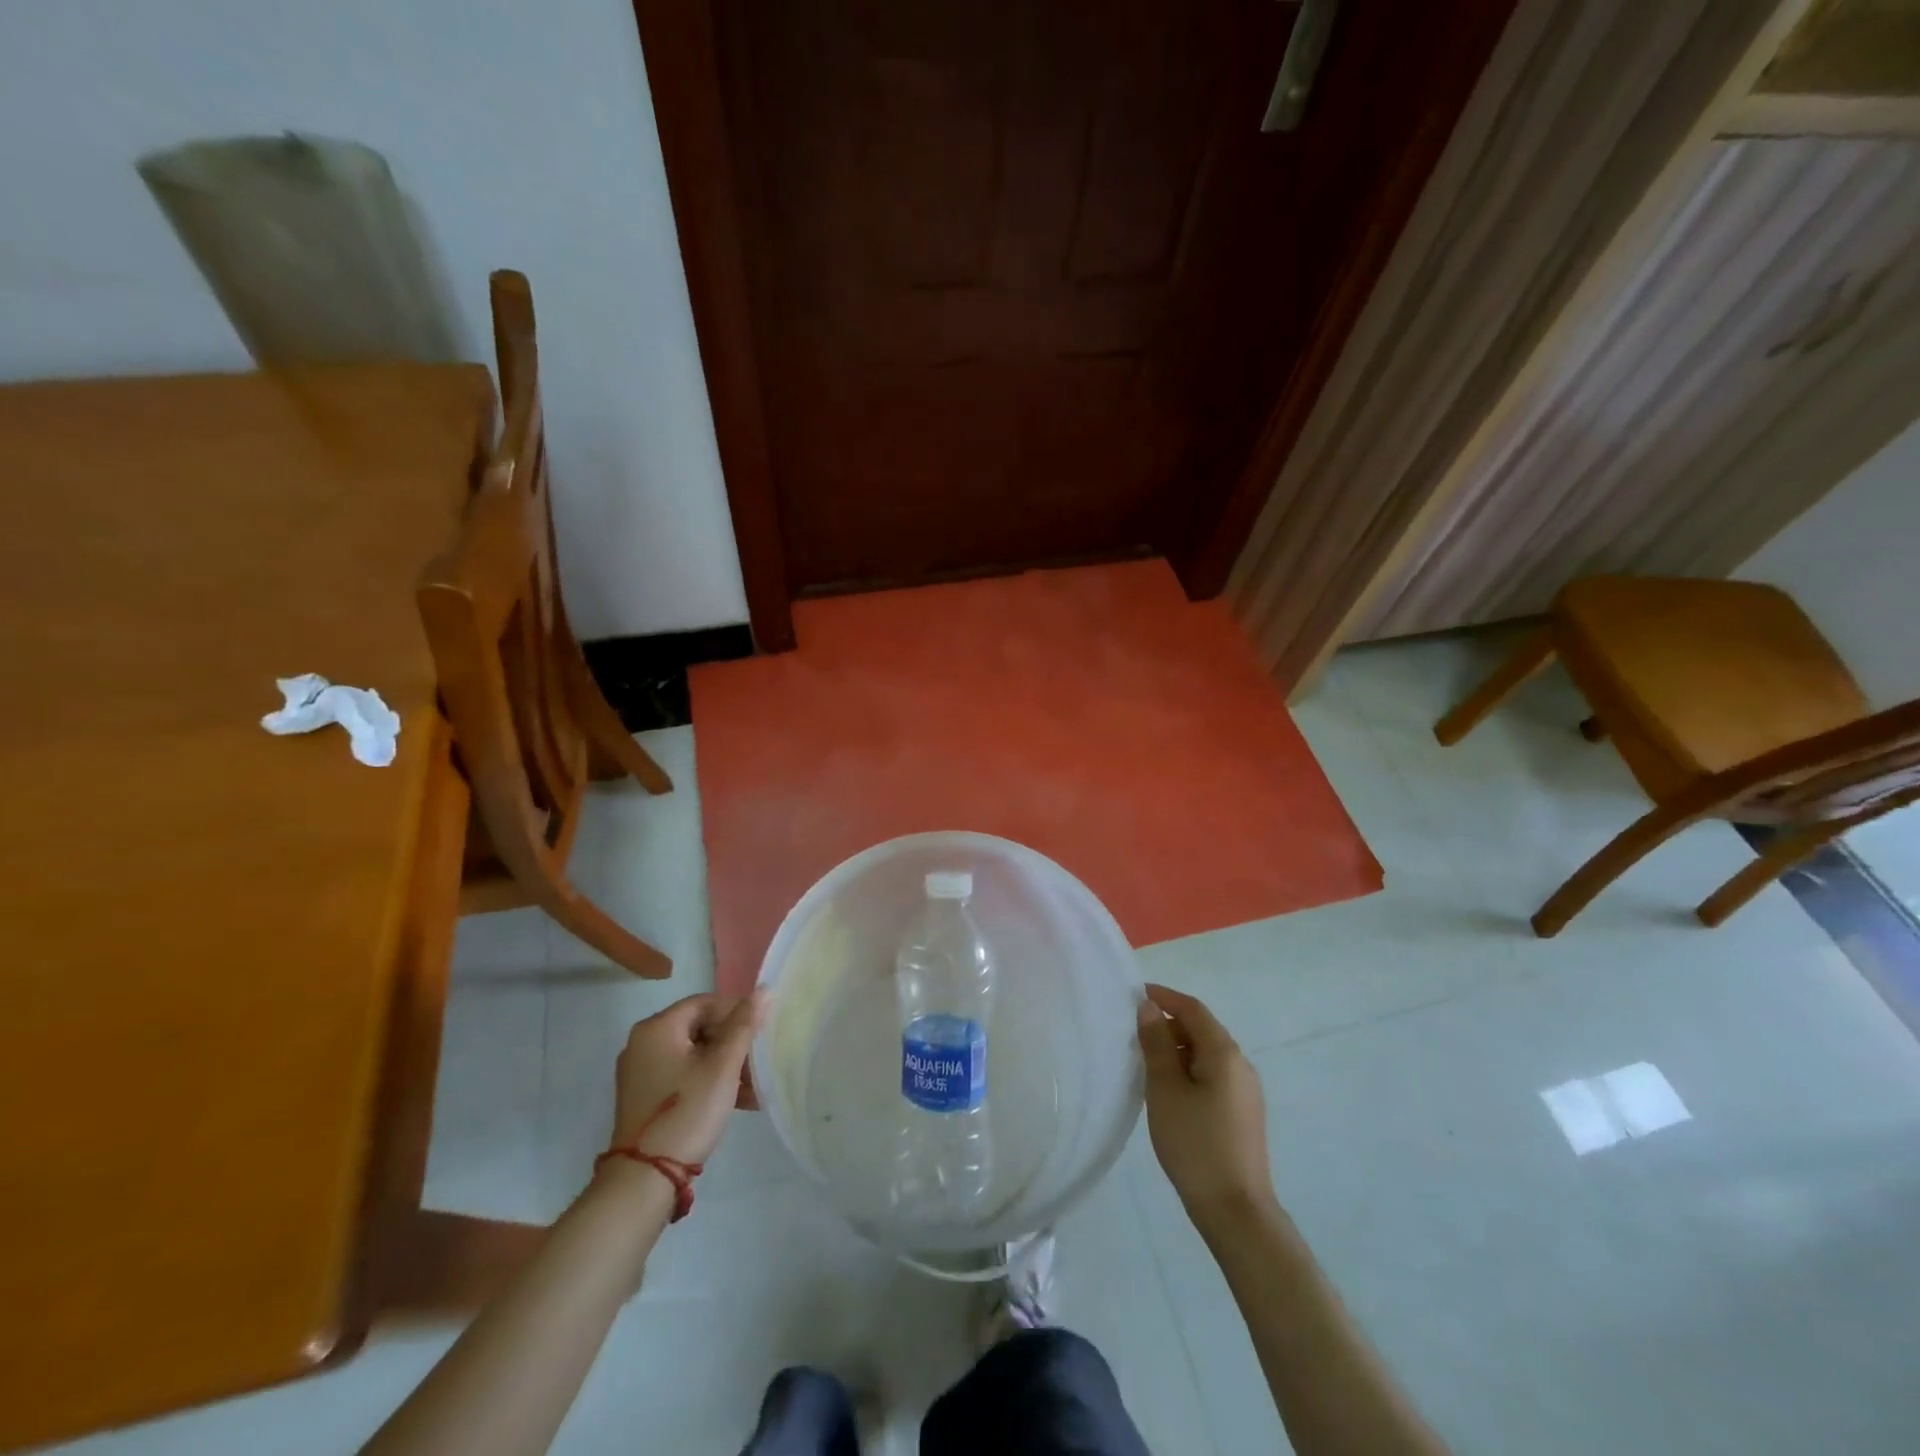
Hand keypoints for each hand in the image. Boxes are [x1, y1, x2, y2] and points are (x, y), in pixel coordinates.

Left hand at [609, 992, 765, 1166]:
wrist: (644, 1179)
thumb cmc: (687, 1111)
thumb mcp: (722, 1066)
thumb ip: (744, 1025)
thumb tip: (763, 990)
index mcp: (657, 1028)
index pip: (705, 1003)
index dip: (737, 1012)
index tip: (762, 1030)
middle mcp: (643, 1043)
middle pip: (699, 1028)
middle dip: (734, 1044)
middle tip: (759, 1062)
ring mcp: (641, 1072)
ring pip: (694, 1055)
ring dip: (726, 1066)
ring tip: (755, 1087)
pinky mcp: (644, 1097)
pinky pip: (683, 1076)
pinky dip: (709, 1081)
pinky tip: (738, 1101)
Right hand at [1137, 983, 1274, 1223]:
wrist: (1236, 1211)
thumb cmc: (1195, 1143)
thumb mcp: (1165, 1089)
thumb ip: (1156, 1044)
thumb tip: (1149, 1008)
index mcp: (1224, 1052)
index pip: (1193, 1009)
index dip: (1164, 997)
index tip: (1134, 995)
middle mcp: (1240, 1064)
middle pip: (1201, 1030)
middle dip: (1168, 1025)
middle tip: (1133, 1034)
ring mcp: (1245, 1091)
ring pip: (1206, 1055)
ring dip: (1176, 1050)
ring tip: (1145, 1064)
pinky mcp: (1243, 1114)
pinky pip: (1212, 1076)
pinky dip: (1188, 1071)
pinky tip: (1167, 1092)